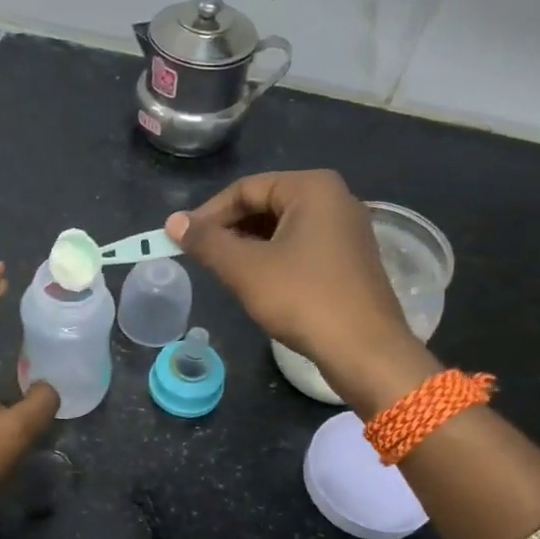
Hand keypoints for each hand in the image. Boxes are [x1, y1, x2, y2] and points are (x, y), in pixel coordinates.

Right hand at [167, 170, 438, 415]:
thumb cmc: (303, 299)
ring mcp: (346, 230)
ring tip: (225, 273)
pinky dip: (274, 259)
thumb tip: (173, 222)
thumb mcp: (245, 269)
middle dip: (230, 230)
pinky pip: (301, 247)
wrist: (365, 350)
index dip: (209, 213)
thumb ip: (207, 242)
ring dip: (249, 247)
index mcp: (312, 188)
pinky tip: (258, 284)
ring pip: (283, 228)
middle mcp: (335, 199)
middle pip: (266, 205)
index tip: (182, 240)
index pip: (246, 188)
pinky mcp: (350, 259)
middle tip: (202, 257)